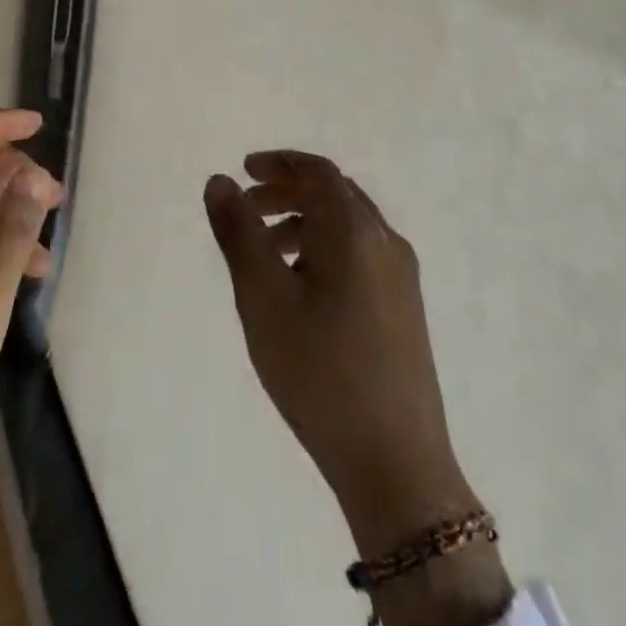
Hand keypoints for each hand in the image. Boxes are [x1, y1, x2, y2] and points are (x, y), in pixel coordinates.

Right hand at [207, 154, 510, 625]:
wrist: (395, 462)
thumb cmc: (319, 371)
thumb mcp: (263, 297)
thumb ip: (238, 233)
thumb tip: (220, 181)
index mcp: (354, 229)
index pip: (317, 172)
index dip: (279, 163)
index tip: (244, 170)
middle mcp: (385, 241)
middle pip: (334, 194)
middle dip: (288, 192)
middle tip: (247, 209)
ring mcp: (401, 277)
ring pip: (348, 226)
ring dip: (305, 222)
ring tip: (266, 252)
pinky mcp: (405, 309)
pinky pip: (361, 255)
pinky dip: (326, 249)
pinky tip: (301, 288)